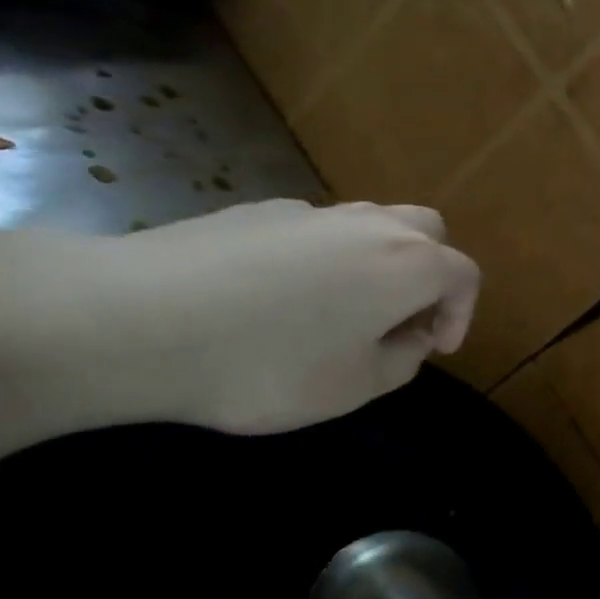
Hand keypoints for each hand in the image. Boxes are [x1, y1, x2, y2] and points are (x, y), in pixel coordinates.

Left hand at [0, 200, 478, 436]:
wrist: (135, 317)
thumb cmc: (265, 362)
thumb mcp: (352, 387)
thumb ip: (401, 361)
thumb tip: (407, 337)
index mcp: (408, 264)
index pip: (464, 275)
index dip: (462, 313)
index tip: (435, 350)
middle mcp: (371, 225)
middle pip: (427, 233)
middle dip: (429, 275)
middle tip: (401, 320)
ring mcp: (314, 212)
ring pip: (372, 225)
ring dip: (378, 264)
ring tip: (340, 312)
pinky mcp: (260, 211)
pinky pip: (316, 230)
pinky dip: (323, 258)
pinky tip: (276, 299)